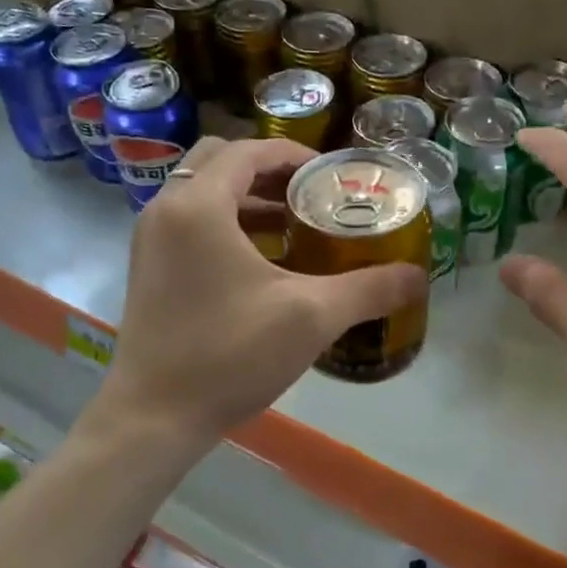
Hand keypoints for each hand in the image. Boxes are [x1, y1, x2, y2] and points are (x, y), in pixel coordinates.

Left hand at [95, 137, 425, 447]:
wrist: (154, 418)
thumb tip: (417, 277)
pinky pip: (191, 225)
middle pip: (220, 162)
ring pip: (203, 195)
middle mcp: (166, 210)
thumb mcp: (311, 317)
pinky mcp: (149, 270)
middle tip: (311, 195)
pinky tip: (264, 264)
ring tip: (296, 226)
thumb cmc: (230, 354)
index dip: (295, 155)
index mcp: (199, 205)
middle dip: (269, 171)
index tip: (331, 177)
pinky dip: (227, 225)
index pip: (249, 150)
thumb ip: (368, 289)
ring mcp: (151, 241)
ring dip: (249, 199)